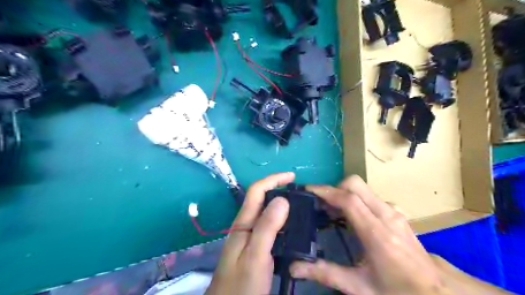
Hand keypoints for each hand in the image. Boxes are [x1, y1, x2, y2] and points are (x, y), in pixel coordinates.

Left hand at [206, 172, 294, 294]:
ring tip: (299, 207)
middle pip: (260, 198)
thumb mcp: (256, 255)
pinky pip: (268, 226)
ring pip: (264, 212)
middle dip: (278, 189)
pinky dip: (280, 220)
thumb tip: (282, 199)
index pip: (257, 191)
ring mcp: (248, 236)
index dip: (273, 179)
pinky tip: (291, 227)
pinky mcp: (253, 246)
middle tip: (299, 193)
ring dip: (280, 204)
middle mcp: (245, 225)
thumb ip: (267, 227)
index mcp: (243, 222)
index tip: (292, 176)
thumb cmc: (241, 284)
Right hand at [291, 175, 446, 294]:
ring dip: (344, 193)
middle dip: (334, 188)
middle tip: (321, 205)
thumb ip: (326, 273)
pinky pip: (370, 196)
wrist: (436, 292)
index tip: (308, 190)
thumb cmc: (397, 290)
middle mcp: (386, 215)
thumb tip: (295, 267)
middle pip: (355, 184)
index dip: (325, 191)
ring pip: (363, 188)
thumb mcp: (359, 287)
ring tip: (332, 212)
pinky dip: (355, 198)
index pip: (348, 200)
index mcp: (377, 234)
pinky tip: (351, 217)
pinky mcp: (397, 212)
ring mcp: (394, 211)